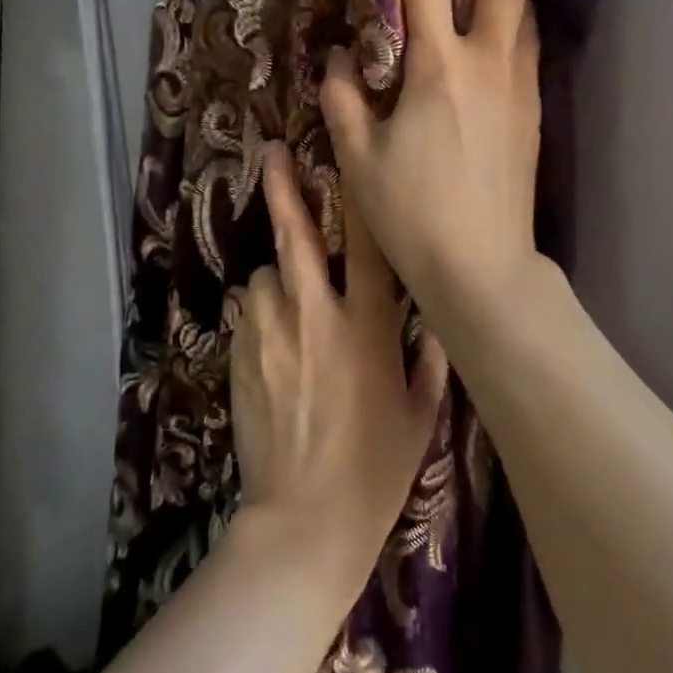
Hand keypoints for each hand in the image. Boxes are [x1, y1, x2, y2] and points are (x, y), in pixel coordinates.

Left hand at [229, 141, 448, 587]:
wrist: (305, 518)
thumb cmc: (375, 467)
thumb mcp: (419, 415)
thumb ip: (428, 361)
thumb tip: (433, 323)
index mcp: (368, 328)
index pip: (365, 246)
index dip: (355, 196)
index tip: (342, 156)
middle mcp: (316, 317)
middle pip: (295, 238)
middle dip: (284, 191)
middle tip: (273, 154)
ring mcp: (270, 335)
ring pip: (265, 276)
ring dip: (277, 277)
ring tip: (288, 302)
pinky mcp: (239, 357)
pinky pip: (248, 313)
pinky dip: (259, 312)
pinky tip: (270, 339)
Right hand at [322, 0, 547, 324]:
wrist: (482, 267)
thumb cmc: (412, 214)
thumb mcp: (358, 159)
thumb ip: (344, 101)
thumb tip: (336, 59)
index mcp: (437, 71)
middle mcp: (486, 67)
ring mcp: (517, 92)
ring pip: (521, 17)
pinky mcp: (532, 118)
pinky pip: (525, 54)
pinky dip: (516, 25)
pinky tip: (507, 29)